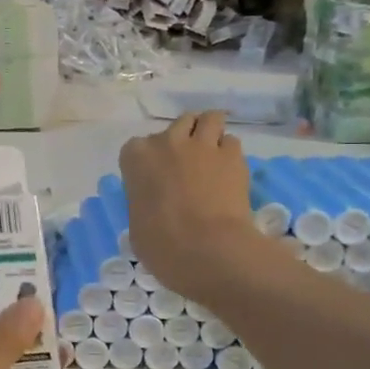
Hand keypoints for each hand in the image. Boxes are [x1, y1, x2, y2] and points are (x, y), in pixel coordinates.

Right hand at [119, 111, 256, 304]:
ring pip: (209, 119)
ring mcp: (202, 145)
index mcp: (136, 158)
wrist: (207, 249)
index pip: (137, 147)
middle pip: (177, 125)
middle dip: (182, 140)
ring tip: (212, 155)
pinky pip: (231, 142)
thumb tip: (153, 207)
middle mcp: (168, 142)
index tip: (155, 178)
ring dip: (209, 133)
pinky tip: (229, 171)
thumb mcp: (136, 223)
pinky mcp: (233, 156)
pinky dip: (229, 153)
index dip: (148, 161)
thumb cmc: (161, 244)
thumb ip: (142, 202)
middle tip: (187, 164)